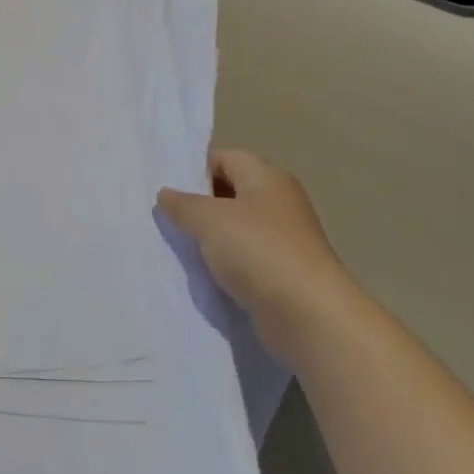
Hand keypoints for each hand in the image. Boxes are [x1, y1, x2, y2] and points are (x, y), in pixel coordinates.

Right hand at [159, 151, 354, 360]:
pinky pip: (244, 257)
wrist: (307, 315)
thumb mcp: (208, 219)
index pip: (225, 158)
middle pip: (230, 192)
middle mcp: (278, 202)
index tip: (167, 191)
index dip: (195, 170)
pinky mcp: (281, 271)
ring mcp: (283, 238)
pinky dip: (224, 263)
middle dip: (198, 204)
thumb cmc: (258, 251)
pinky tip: (203, 274)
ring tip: (178, 247)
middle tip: (166, 219)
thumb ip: (182, 203)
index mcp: (267, 177)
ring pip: (235, 228)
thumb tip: (166, 194)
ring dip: (209, 237)